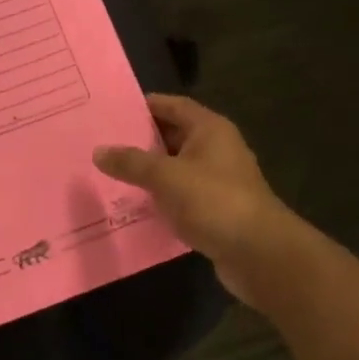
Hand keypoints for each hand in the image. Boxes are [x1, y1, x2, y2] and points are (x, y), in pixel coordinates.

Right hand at [94, 94, 289, 304]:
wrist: (260, 254)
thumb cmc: (214, 201)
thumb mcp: (166, 177)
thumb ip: (131, 162)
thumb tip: (98, 151)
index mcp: (209, 129)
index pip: (172, 105)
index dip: (144, 106)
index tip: (111, 110)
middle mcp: (216, 149)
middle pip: (173, 135)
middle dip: (141, 140)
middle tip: (103, 142)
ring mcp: (218, 180)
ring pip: (176, 168)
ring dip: (149, 171)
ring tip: (110, 173)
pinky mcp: (217, 209)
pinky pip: (182, 195)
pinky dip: (161, 197)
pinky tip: (134, 204)